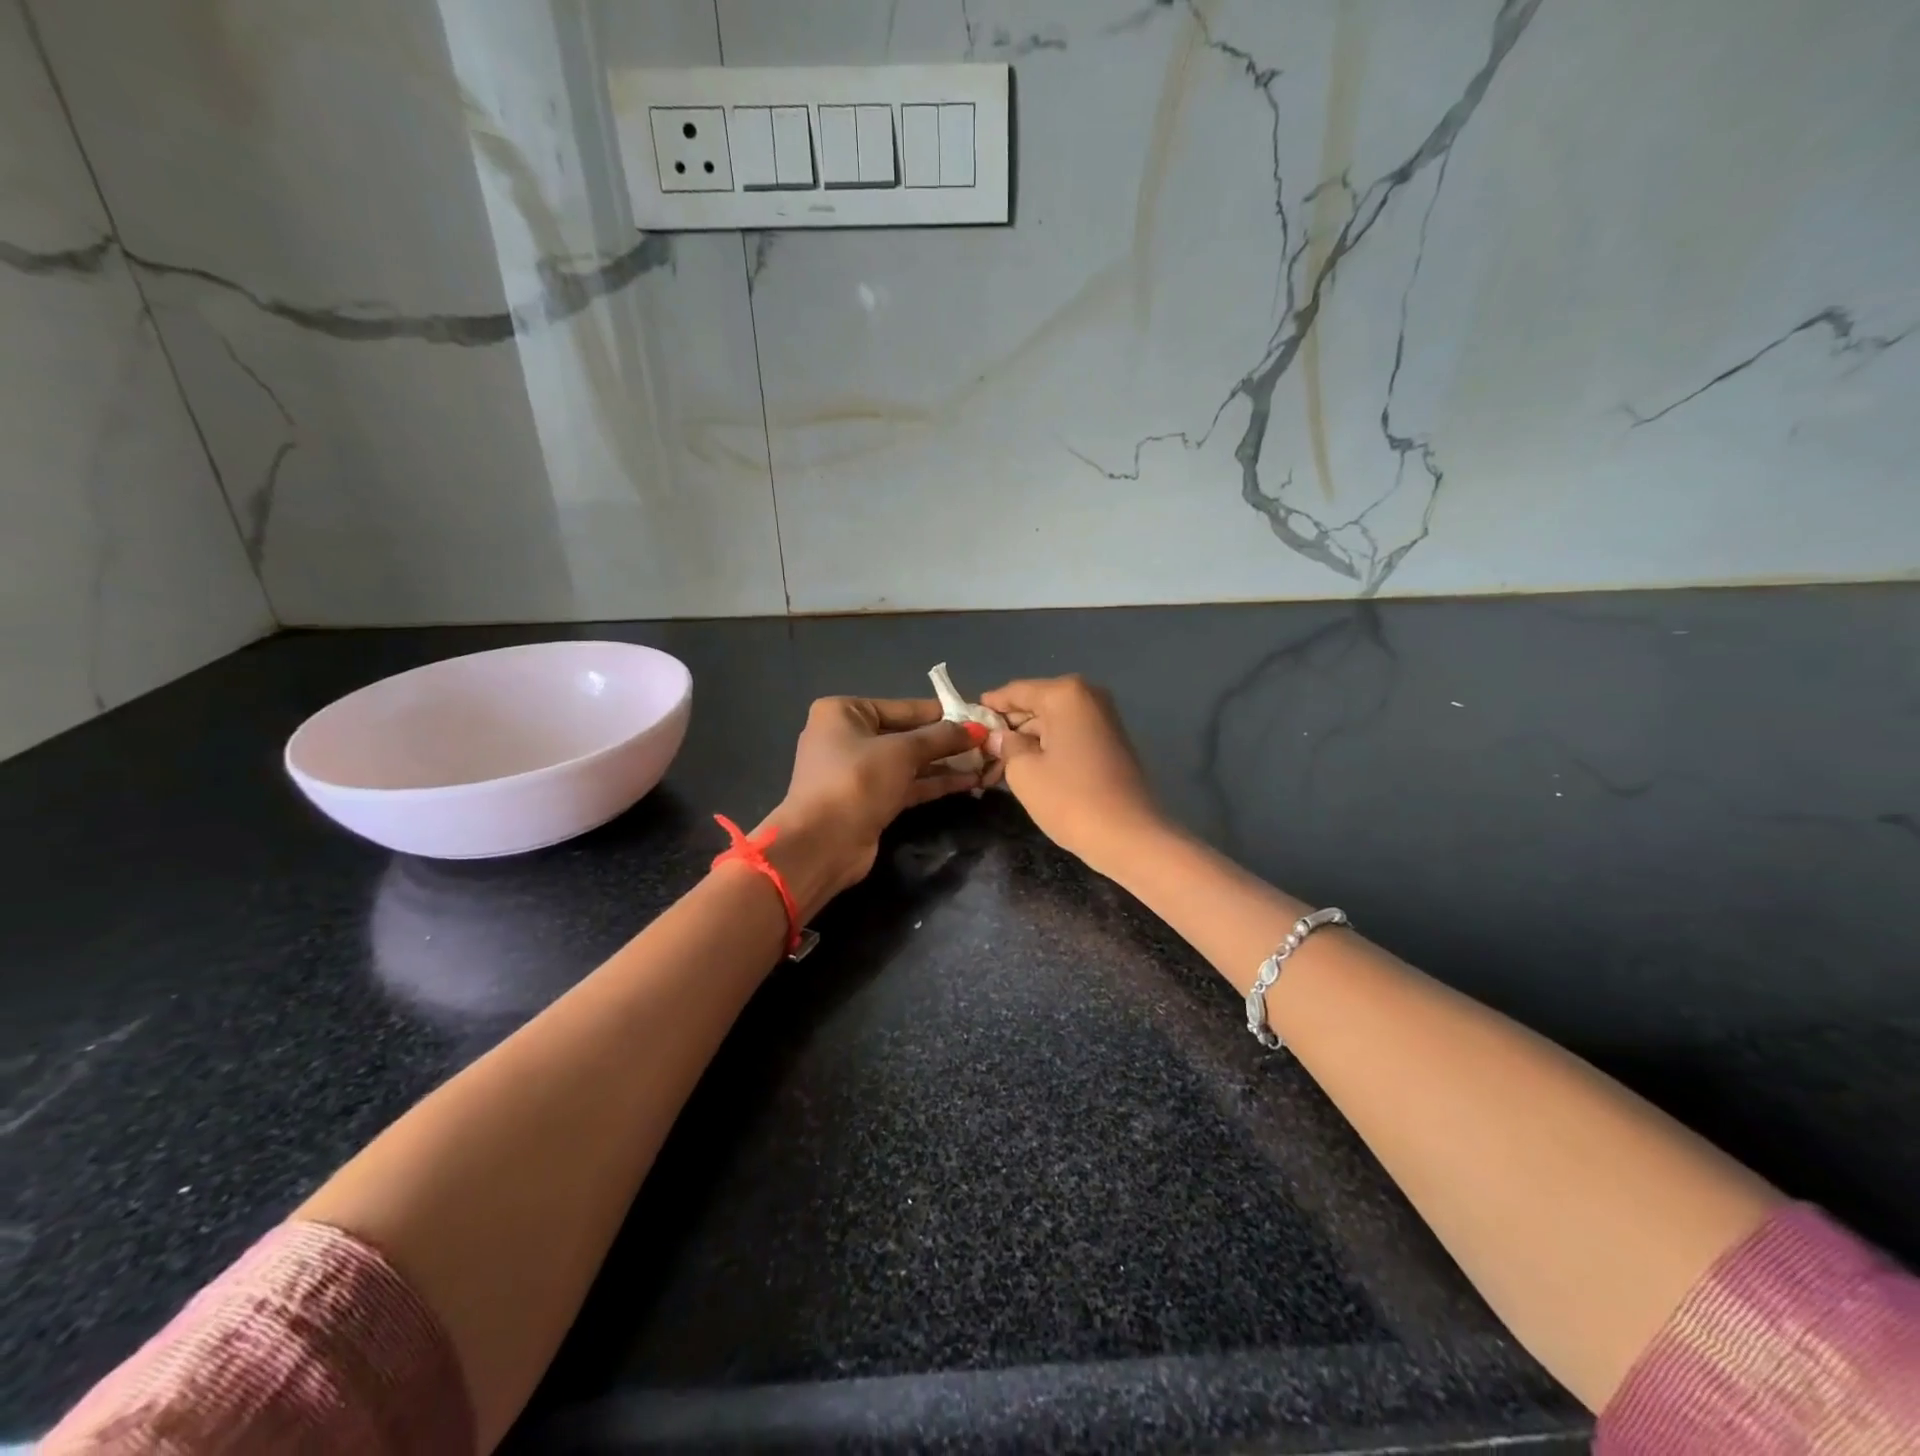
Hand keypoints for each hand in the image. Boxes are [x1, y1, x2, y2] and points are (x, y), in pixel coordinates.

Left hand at [758, 697, 986, 919]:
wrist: (822, 844)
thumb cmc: (856, 781)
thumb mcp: (902, 751)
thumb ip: (941, 737)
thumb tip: (978, 728)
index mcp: (844, 712)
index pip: (903, 708)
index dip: (943, 713)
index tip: (979, 716)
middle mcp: (848, 737)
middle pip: (907, 734)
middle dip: (947, 741)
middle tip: (989, 742)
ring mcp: (858, 771)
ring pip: (910, 762)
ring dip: (946, 764)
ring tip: (987, 763)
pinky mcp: (869, 800)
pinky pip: (907, 784)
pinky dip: (934, 783)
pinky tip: (969, 782)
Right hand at [979, 676, 1163, 872]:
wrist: (1129, 836)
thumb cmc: (1069, 798)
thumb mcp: (1023, 771)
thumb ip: (1005, 745)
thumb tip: (998, 736)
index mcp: (1065, 694)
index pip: (1015, 691)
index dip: (988, 706)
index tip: (964, 720)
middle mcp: (1087, 696)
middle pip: (1035, 705)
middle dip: (1008, 727)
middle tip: (978, 751)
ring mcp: (1103, 719)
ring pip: (1052, 723)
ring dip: (1026, 741)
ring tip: (996, 765)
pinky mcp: (1110, 742)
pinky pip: (1069, 736)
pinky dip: (1048, 748)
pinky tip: (1026, 768)